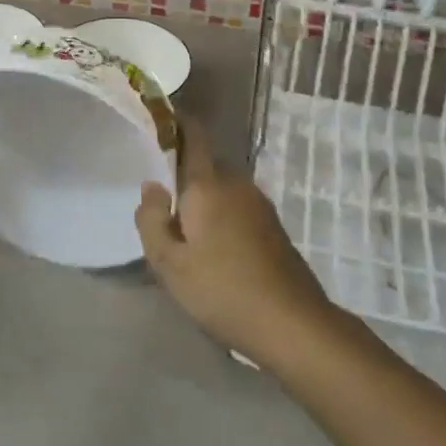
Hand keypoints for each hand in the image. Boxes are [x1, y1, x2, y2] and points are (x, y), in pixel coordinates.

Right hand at [135, 119, 334, 367]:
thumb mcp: (170, 264)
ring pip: (222, 188)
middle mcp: (236, 183)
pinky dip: (221, 216)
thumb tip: (151, 186)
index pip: (193, 134)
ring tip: (184, 232)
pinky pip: (237, 206)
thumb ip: (152, 220)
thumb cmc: (222, 290)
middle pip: (205, 164)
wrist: (293, 324)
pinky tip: (214, 250)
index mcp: (208, 183)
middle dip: (183, 175)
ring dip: (203, 200)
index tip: (157, 123)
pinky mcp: (273, 226)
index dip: (175, 122)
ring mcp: (259, 203)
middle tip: (160, 202)